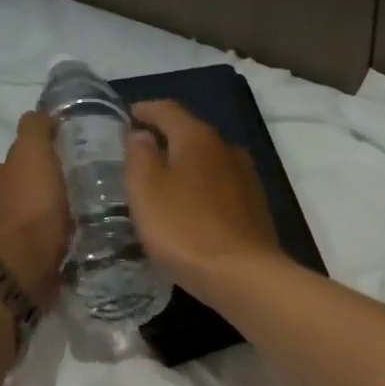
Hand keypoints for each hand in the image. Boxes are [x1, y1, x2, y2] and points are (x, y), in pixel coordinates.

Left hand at [0, 110, 68, 307]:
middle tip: (68, 201)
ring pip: (19, 226)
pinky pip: (27, 253)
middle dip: (36, 197)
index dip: (34, 166)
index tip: (59, 172)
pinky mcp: (5, 271)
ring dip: (38, 226)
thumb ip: (35, 130)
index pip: (10, 165)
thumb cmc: (27, 209)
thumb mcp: (34, 155)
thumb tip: (40, 114)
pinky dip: (41, 250)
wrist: (18, 270)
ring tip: (69, 229)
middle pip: (13, 196)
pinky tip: (62, 251)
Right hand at [125, 100, 287, 304]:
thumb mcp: (146, 191)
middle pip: (192, 134)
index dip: (146, 110)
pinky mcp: (255, 208)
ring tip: (166, 183)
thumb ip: (139, 156)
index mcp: (198, 138)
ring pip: (210, 162)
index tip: (129, 116)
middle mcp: (227, 149)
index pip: (168, 110)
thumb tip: (141, 135)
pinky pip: (222, 188)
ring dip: (187, 167)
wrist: (243, 275)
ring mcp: (247, 179)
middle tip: (141, 153)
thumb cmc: (185, 229)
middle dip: (167, 139)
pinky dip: (203, 190)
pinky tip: (193, 209)